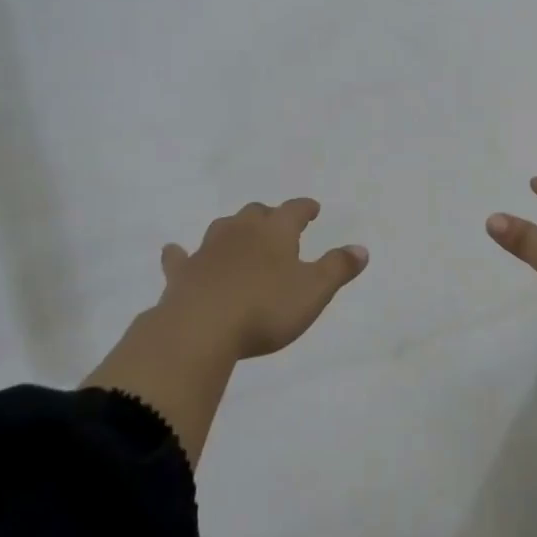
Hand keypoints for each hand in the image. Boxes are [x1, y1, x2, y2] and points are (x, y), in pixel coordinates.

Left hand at [155, 199, 368, 359]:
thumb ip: (338, 268)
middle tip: (277, 223)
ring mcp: (208, 250)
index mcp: (276, 232)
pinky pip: (180, 257)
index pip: (294, 210)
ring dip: (233, 229)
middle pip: (256, 213)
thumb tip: (360, 248)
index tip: (312, 208)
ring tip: (239, 235)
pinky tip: (176, 252)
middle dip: (269, 215)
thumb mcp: (314, 291)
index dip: (305, 208)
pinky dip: (181, 254)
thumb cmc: (265, 308)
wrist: (201, 328)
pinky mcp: (182, 273)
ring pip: (222, 228)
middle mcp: (241, 232)